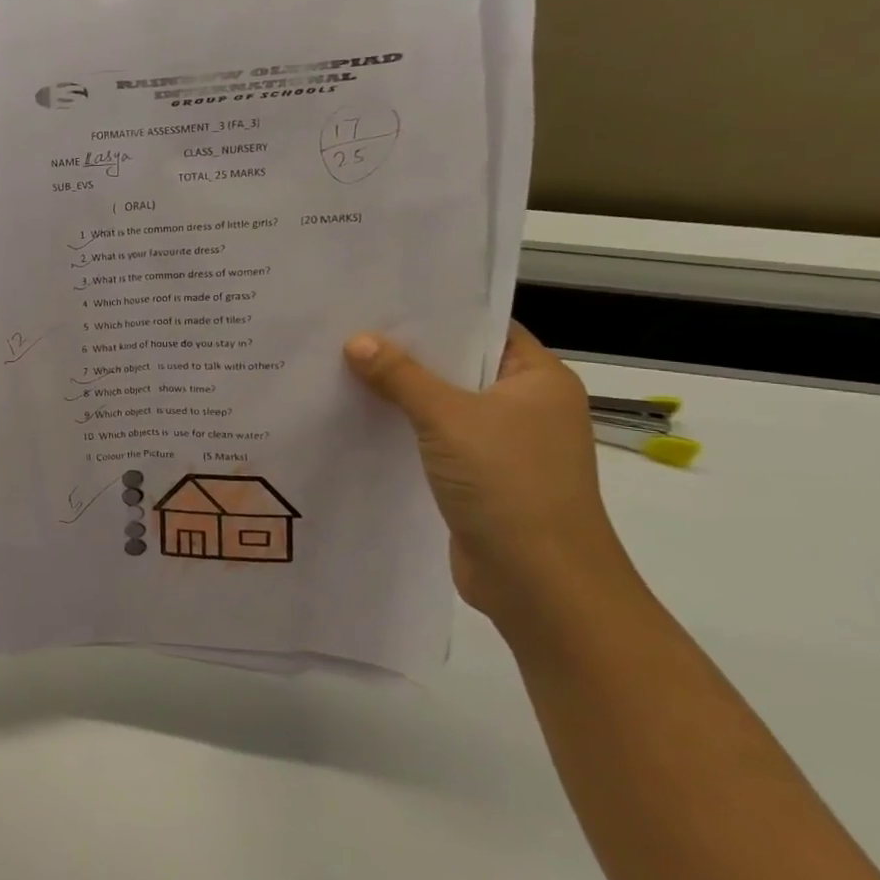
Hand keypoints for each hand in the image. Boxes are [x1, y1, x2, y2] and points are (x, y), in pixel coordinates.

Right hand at [343, 323, 635, 624]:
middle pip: (458, 365)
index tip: (382, 299)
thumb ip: (401, 376)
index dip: (438, 313)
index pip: (486, 328)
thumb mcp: (448, 419)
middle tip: (346, 328)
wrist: (539, 580)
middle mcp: (525, 406)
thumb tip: (356, 339)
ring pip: (442, 404)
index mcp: (538, 380)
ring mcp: (501, 444)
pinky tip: (357, 417)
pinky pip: (433, 437)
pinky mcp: (477, 476)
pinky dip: (401, 427)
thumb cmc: (508, 483)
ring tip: (340, 367)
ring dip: (399, 392)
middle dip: (406, 352)